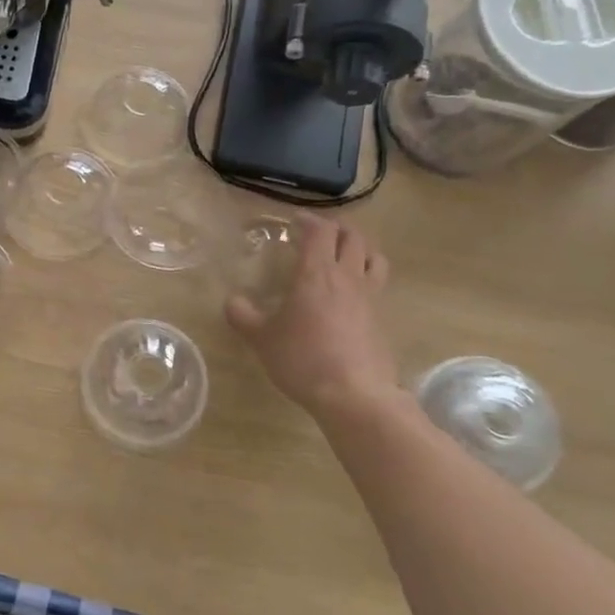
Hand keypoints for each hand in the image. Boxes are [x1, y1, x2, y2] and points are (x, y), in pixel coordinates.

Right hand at [226, 213, 404, 422]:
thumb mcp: (262, 339)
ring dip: (360, 247)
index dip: (308, 220)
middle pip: (353, 236)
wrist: (354, 394)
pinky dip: (367, 276)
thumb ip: (243, 316)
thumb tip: (232, 301)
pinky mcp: (383, 318)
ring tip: (345, 254)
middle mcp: (347, 277)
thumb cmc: (303, 359)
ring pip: (373, 257)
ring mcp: (370, 297)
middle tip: (319, 233)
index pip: (319, 231)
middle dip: (336, 228)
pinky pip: (379, 284)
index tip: (294, 222)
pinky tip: (353, 293)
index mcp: (317, 273)